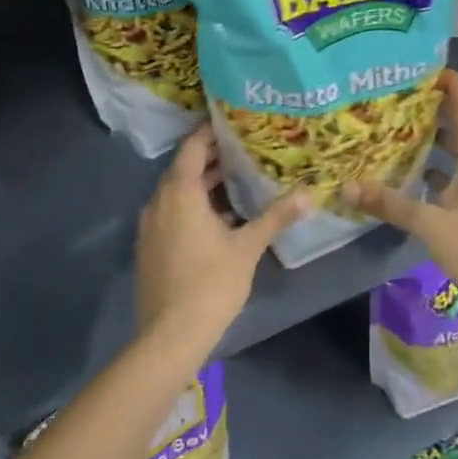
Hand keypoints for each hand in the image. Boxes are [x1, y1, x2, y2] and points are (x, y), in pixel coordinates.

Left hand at [134, 125, 308, 359]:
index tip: (235, 123)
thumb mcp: (248, 247)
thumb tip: (308, 194)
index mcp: (180, 192)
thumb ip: (275, 217)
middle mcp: (158, 202)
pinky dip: (191, 205)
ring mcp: (149, 226)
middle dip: (212, 158)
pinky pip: (170, 212)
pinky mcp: (149, 247)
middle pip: (184, 168)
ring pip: (176, 192)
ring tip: (237, 179)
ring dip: (202, 183)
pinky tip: (218, 217)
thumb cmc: (211, 283)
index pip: (193, 147)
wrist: (170, 335)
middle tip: (245, 150)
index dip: (212, 132)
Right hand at [340, 70, 457, 295]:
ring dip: (441, 136)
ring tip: (407, 126)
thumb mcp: (429, 223)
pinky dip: (444, 164)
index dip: (450, 84)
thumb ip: (390, 203)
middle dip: (439, 107)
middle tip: (405, 95)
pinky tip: (420, 171)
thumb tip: (347, 187)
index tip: (424, 68)